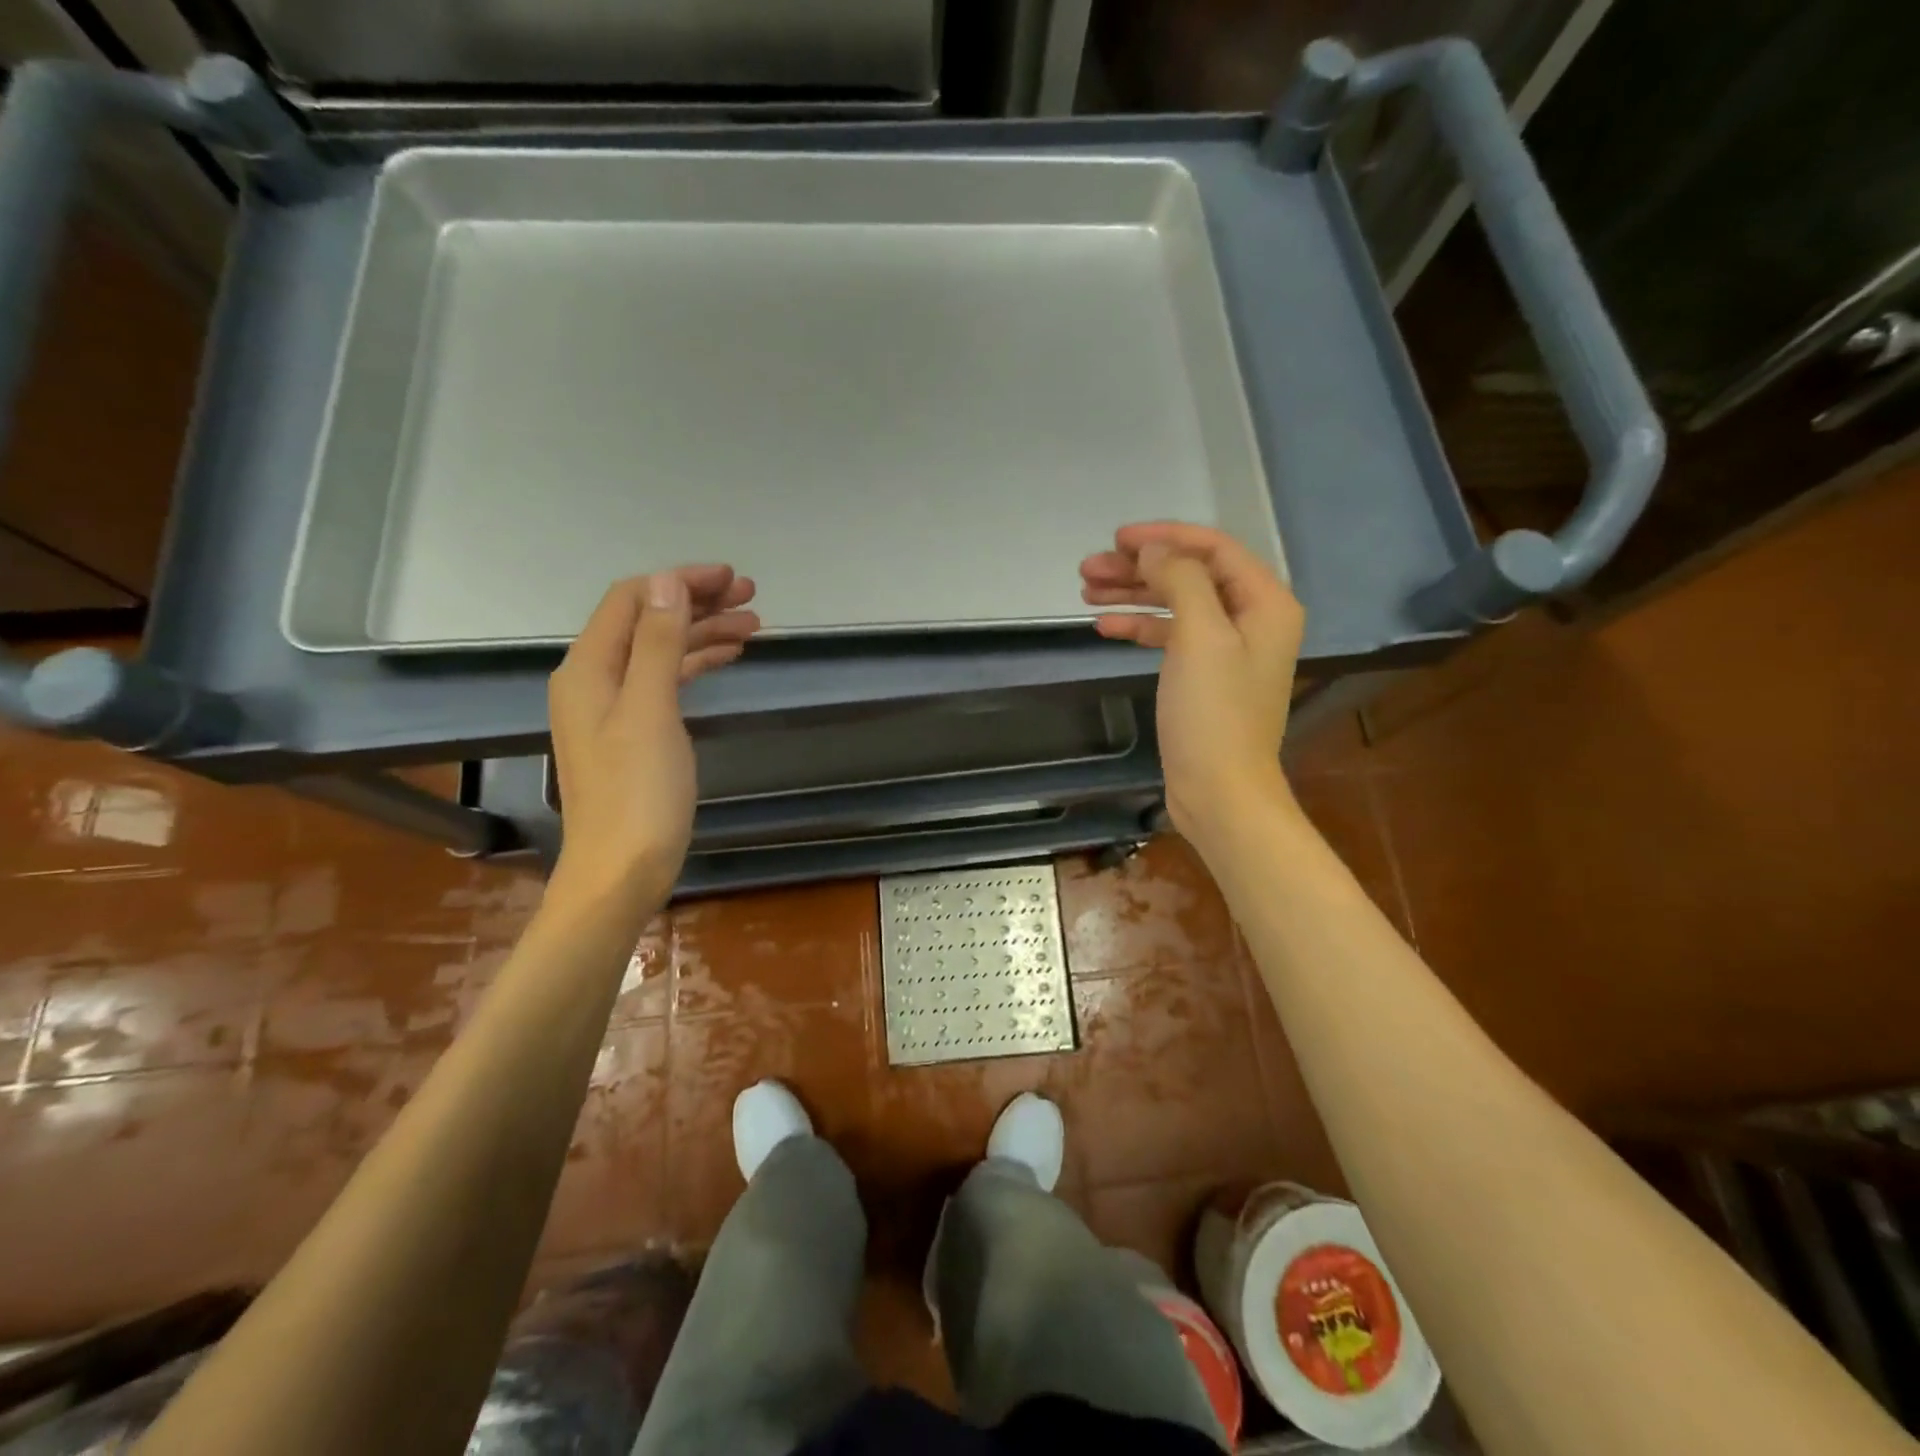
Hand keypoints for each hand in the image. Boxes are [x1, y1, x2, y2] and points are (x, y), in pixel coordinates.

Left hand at [547, 565, 759, 906]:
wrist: (622, 870)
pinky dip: (695, 665)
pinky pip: (665, 682)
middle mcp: (595, 680)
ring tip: (753, 626)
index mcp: (589, 668)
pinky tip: (726, 660)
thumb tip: (667, 581)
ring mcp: (614, 708)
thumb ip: (657, 643)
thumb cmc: (638, 792)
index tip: (730, 578)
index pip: (632, 600)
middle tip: (751, 598)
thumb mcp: (651, 711)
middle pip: (647, 622)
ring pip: (660, 652)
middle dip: (697, 604)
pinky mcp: (634, 733)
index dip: (679, 581)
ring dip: (702, 633)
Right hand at [1081, 521, 1302, 845]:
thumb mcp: (1200, 636)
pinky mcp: (1204, 676)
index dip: (1165, 536)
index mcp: (1265, 602)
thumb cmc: (1214, 713)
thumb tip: (1154, 549)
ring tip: (1086, 591)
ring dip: (1133, 595)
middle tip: (1089, 568)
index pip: (1214, 548)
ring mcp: (1227, 649)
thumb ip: (1180, 580)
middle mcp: (1251, 619)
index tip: (1118, 538)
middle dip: (1140, 568)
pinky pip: (1171, 636)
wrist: (1220, 791)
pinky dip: (1139, 627)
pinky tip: (1105, 626)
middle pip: (1190, 575)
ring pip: (1175, 604)